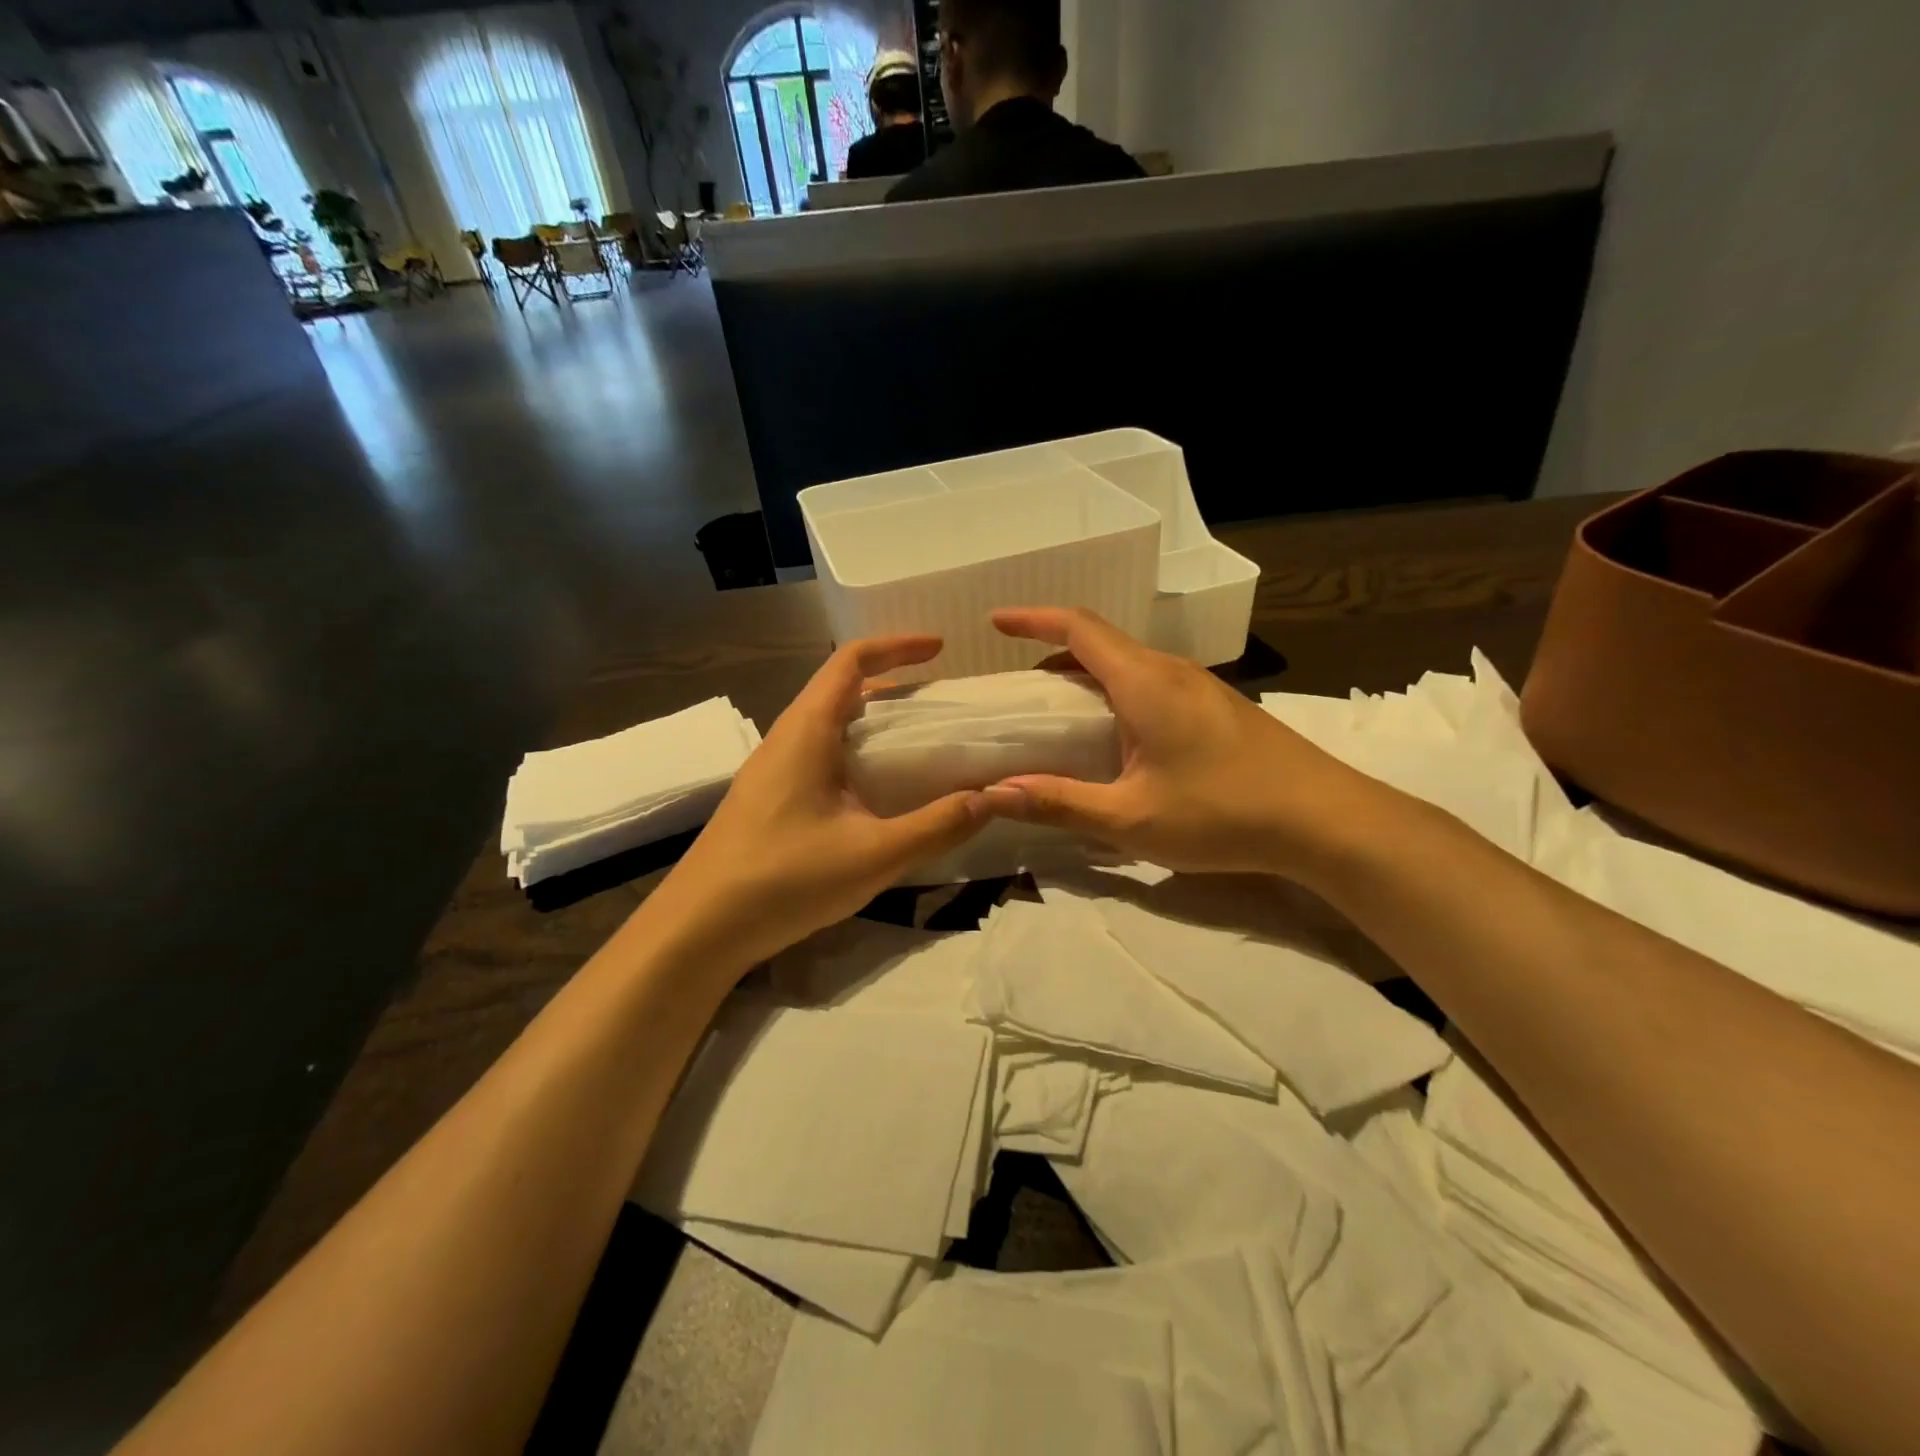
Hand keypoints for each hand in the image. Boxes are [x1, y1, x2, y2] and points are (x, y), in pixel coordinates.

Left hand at [648, 636, 987, 971]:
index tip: (940, 649)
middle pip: (840, 689)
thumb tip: (993, 797)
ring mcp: (771, 771)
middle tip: (939, 706)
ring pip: (828, 725)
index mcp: (806, 731)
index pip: (851, 661)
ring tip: (917, 746)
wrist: (698, 929)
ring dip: (872, 723)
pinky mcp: (767, 800)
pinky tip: (876, 794)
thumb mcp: (874, 855)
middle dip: (892, 686)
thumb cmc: (783, 880)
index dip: (896, 646)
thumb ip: (937, 825)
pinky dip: (855, 754)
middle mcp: (785, 739)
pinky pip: (818, 756)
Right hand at [980, 607, 1382, 879]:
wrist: (1325, 820)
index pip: (1078, 628)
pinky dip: (1116, 693)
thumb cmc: (1222, 813)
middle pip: (1101, 643)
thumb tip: (993, 795)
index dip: (1033, 619)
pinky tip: (1114, 736)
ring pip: (1128, 664)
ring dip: (1086, 676)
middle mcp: (1171, 671)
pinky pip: (1151, 684)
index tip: (996, 622)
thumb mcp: (1130, 818)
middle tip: (1018, 689)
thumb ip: (1059, 803)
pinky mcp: (1217, 707)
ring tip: (1056, 713)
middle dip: (1052, 654)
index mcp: (1144, 682)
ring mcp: (1200, 687)